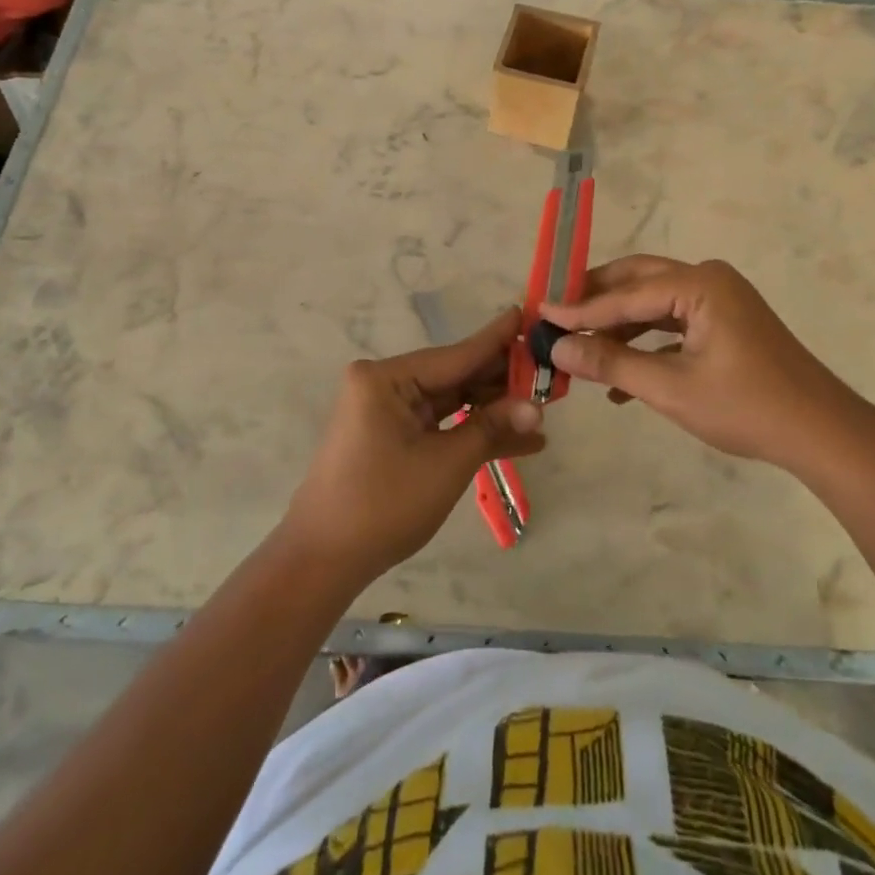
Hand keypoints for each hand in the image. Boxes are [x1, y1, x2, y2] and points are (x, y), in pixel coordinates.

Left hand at [282, 307, 545, 578]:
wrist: (324, 560)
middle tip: (550, 375)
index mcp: (387, 378)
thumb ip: (492, 428)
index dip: (498, 340)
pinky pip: (441, 424)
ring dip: (493, 411)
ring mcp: (388, 411)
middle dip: (503, 382)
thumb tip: (538, 408)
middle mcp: (386, 384)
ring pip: (453, 401)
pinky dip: (472, 432)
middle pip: (456, 376)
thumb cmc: (383, 504)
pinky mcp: (393, 436)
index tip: (529, 314)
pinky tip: (519, 440)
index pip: (457, 355)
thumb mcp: (446, 463)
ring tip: (543, 410)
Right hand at [541, 255, 870, 473]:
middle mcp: (708, 279)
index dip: (580, 308)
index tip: (538, 313)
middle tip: (555, 313)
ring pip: (653, 304)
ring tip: (580, 348)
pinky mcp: (724, 323)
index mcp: (699, 284)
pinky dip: (645, 343)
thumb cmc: (746, 407)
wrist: (821, 433)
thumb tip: (558, 347)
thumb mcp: (671, 388)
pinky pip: (673, 323)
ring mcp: (719, 300)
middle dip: (596, 300)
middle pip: (638, 281)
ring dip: (618, 326)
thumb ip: (611, 363)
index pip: (626, 294)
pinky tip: (619, 376)